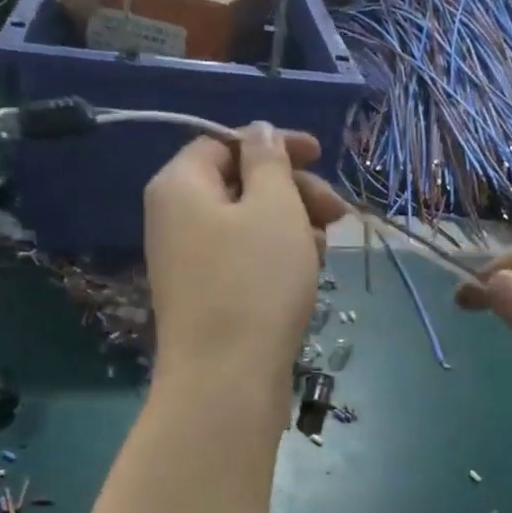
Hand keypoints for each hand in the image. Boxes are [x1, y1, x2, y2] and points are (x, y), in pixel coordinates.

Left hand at [145, 123, 346, 397]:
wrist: (226, 380)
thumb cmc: (254, 283)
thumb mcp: (273, 207)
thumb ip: (269, 160)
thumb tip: (258, 132)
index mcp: (180, 185)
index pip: (224, 143)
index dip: (274, 143)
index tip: (321, 154)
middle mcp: (173, 220)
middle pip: (238, 186)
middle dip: (292, 193)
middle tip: (337, 214)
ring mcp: (187, 263)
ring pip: (246, 227)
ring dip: (291, 229)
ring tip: (323, 253)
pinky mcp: (205, 298)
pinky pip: (242, 262)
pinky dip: (275, 260)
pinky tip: (305, 278)